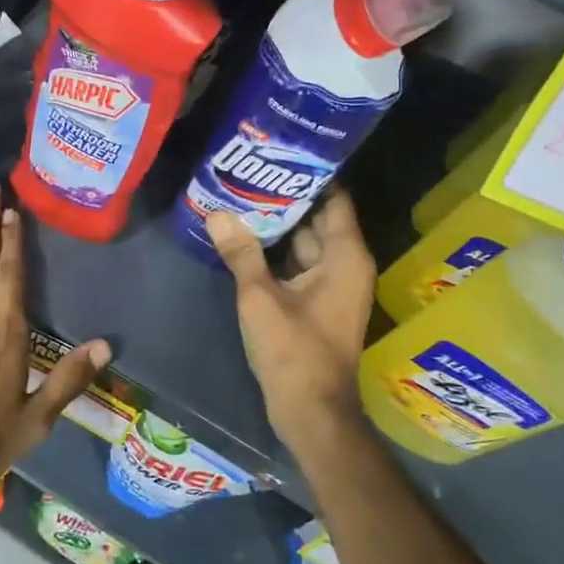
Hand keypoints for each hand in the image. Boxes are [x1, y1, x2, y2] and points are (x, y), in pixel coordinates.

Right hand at [206, 188, 375, 459]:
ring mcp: (334, 284)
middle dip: (285, 197)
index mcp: (345, 255)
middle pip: (317, 218)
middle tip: (249, 171)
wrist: (311, 410)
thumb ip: (241, 253)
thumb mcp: (260, 297)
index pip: (333, 198)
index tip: (279, 153)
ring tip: (241, 197)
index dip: (309, 174)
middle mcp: (346, 264)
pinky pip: (300, 264)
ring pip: (306, 242)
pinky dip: (278, 252)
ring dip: (278, 225)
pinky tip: (245, 238)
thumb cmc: (293, 350)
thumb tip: (217, 213)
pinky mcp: (319, 302)